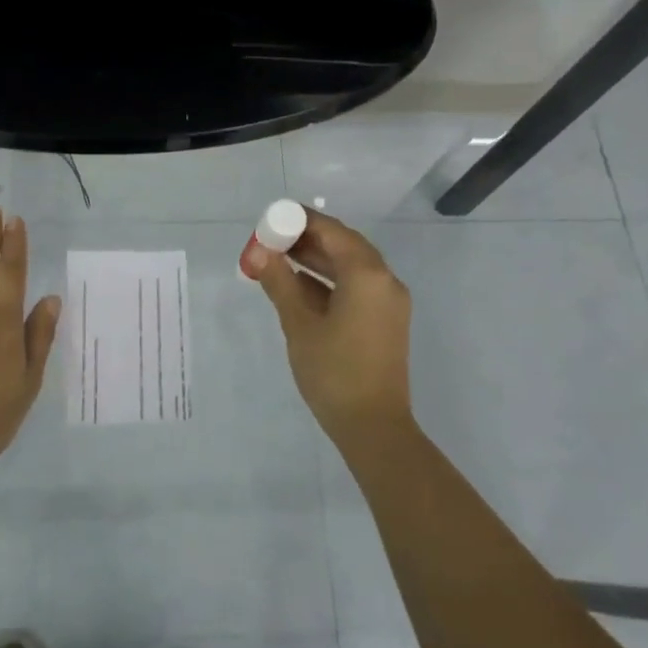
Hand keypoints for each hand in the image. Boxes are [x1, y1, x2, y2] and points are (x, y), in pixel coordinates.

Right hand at [250, 210, 412, 447]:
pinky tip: (299, 286)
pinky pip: (357, 286)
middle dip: (306, 239)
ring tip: (278, 259)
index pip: (331, 230)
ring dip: (316, 260)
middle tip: (270, 240)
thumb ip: (279, 281)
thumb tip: (258, 251)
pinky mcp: (386, 320)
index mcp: (367, 274)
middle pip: (343, 244)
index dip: (299, 221)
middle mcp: (385, 280)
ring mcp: (389, 301)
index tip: (270, 221)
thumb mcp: (299, 324)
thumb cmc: (334, 372)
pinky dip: (329, 281)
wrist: (374, 427)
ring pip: (350, 266)